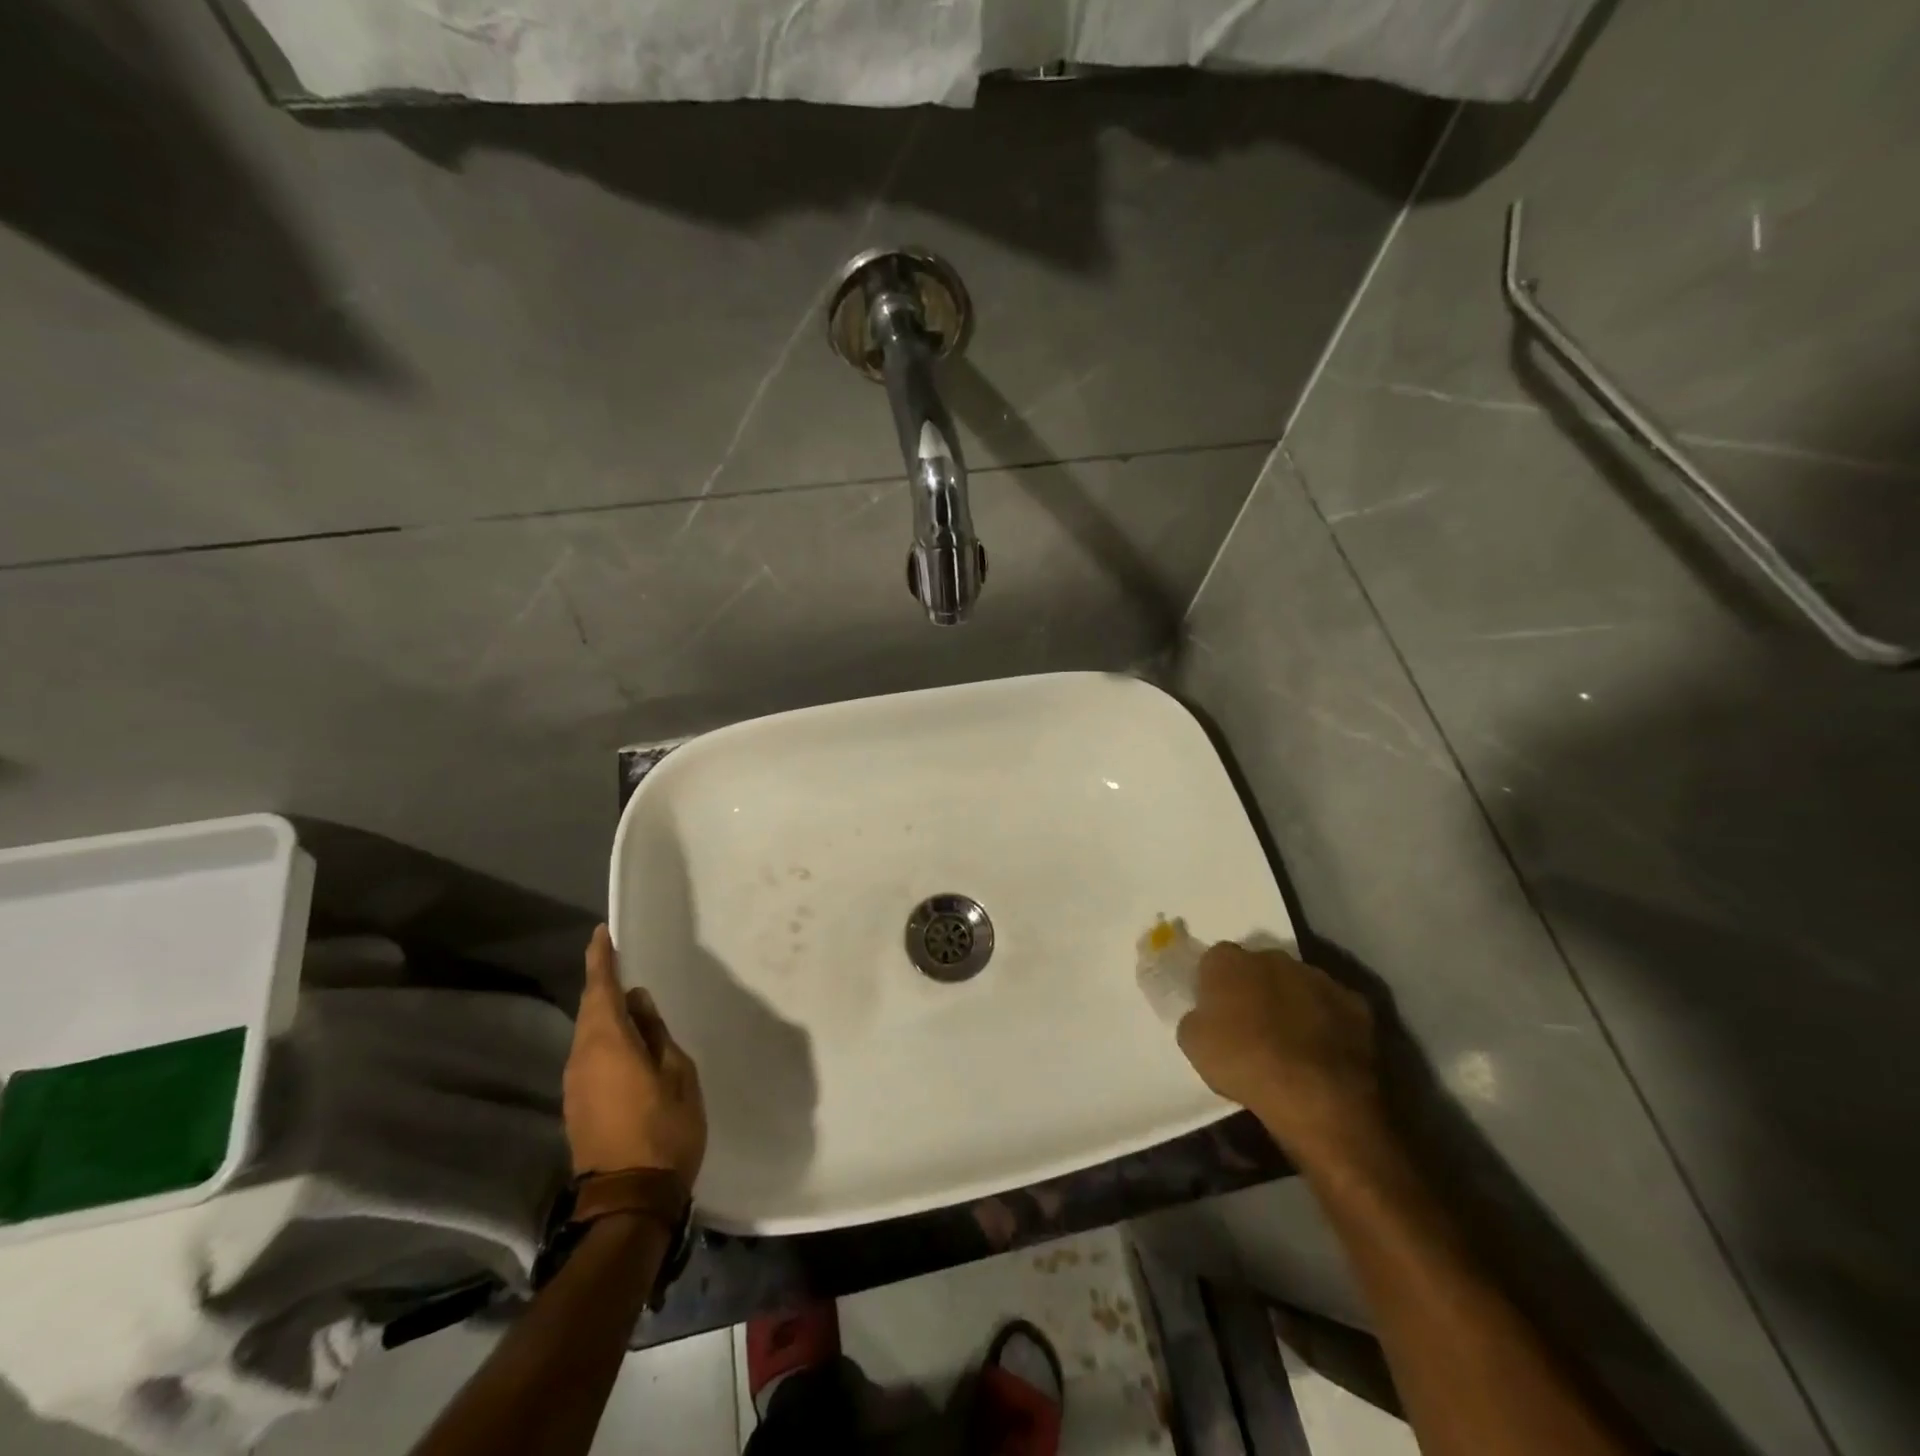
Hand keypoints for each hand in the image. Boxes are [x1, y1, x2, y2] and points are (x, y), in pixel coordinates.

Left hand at [564, 926, 707, 1183]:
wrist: (629, 1200)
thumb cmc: (664, 1129)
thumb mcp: (677, 1073)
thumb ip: (656, 1034)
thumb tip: (638, 1004)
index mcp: (608, 1043)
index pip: (600, 989)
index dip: (601, 959)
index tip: (602, 933)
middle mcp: (582, 1058)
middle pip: (590, 1010)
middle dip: (603, 983)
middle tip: (621, 962)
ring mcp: (575, 1085)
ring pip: (588, 1034)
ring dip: (604, 1013)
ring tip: (629, 1002)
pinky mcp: (577, 1106)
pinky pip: (589, 1056)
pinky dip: (604, 1039)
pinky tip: (625, 1043)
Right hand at [1177, 941, 1385, 1169]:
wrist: (1314, 1095)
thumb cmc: (1243, 1063)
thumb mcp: (1192, 1043)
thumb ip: (1196, 1017)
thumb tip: (1205, 1015)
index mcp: (1228, 960)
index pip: (1214, 960)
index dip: (1213, 984)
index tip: (1215, 1010)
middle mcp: (1273, 957)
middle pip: (1258, 967)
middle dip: (1255, 988)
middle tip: (1251, 1024)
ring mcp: (1318, 977)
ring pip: (1297, 984)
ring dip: (1291, 1002)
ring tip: (1290, 1042)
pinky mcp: (1355, 1003)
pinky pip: (1332, 1008)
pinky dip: (1326, 1022)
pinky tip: (1321, 1052)